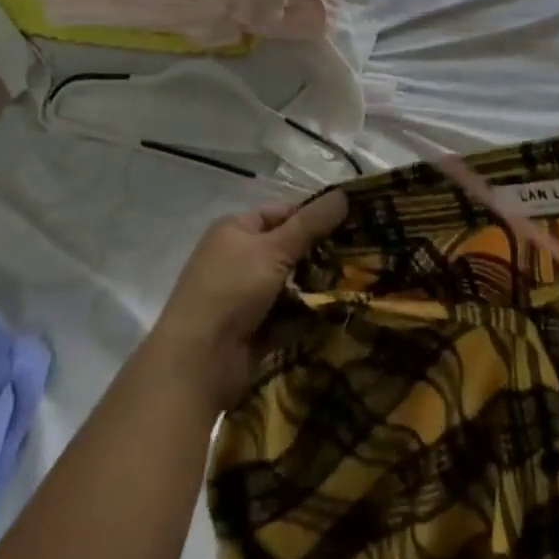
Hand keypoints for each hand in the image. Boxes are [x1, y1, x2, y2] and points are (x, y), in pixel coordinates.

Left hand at [144, 190, 348, 409]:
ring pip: (291, 283)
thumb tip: (343, 193)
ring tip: (356, 284)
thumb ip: (310, 224)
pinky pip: (287, 315)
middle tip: (361, 254)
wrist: (197, 364)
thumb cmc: (231, 290)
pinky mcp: (254, 329)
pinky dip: (305, 315)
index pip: (283, 212)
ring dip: (315, 286)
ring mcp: (245, 295)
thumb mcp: (273, 250)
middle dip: (319, 253)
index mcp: (237, 229)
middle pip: (288, 248)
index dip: (314, 215)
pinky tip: (337, 313)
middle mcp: (239, 257)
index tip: (352, 221)